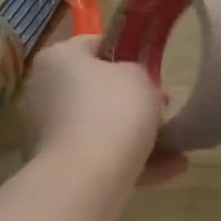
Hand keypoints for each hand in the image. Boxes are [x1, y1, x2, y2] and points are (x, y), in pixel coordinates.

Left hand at [20, 35, 186, 186]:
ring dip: (137, 135)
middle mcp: (44, 91)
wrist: (87, 176)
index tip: (153, 70)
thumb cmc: (113, 110)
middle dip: (132, 100)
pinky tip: (170, 170)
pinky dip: (131, 161)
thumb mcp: (140, 76)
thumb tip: (133, 82)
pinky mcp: (58, 166)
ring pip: (100, 127)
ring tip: (176, 146)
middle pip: (95, 90)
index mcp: (58, 59)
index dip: (127, 53)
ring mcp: (48, 132)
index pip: (94, 45)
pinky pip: (100, 156)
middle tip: (164, 107)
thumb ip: (139, 71)